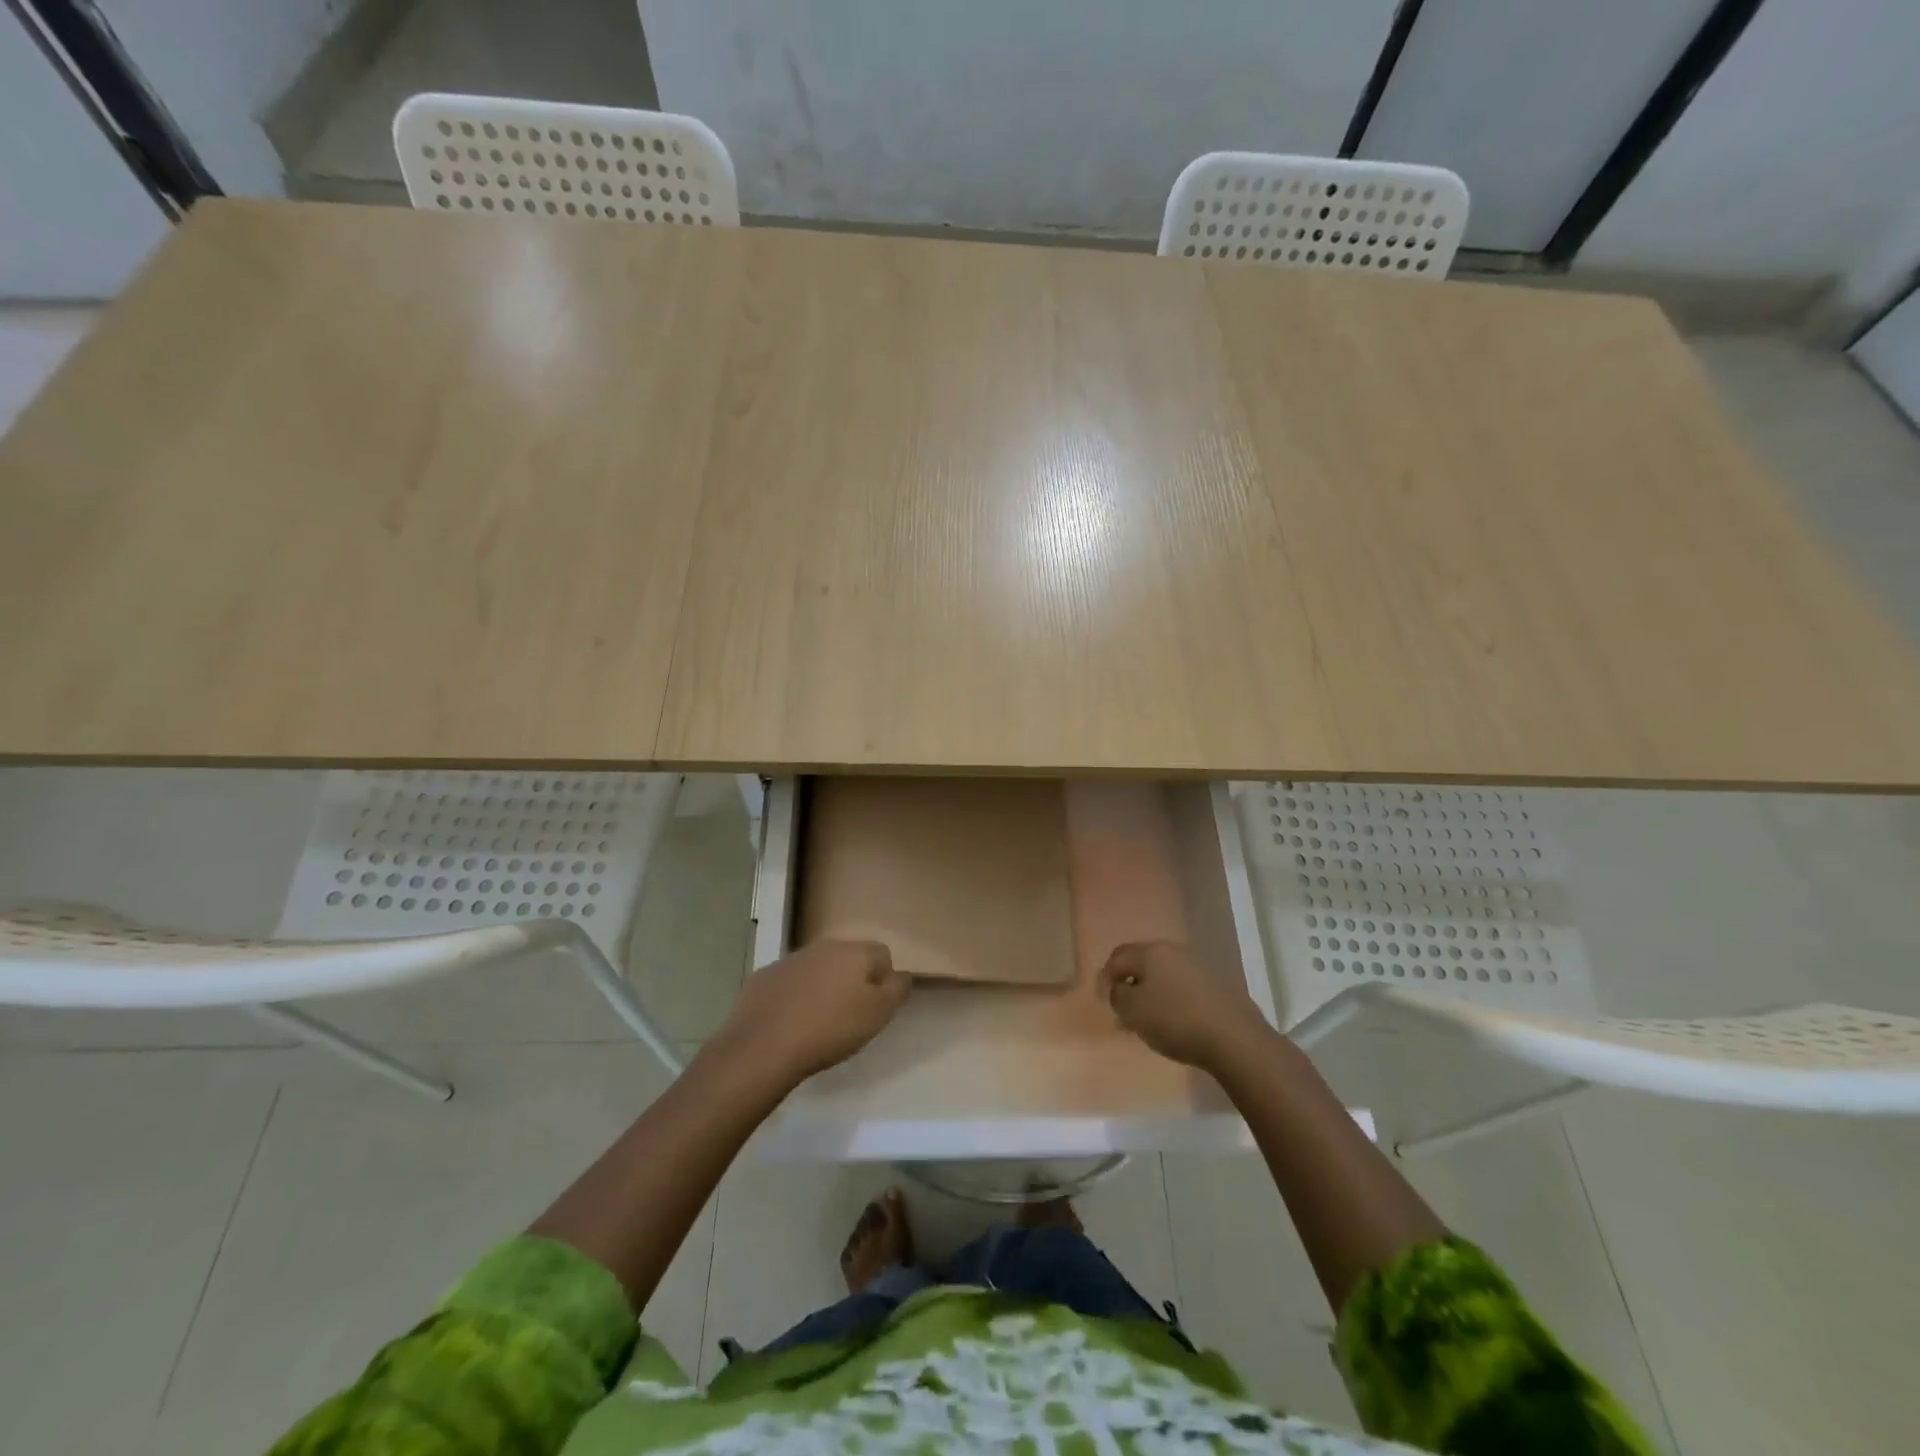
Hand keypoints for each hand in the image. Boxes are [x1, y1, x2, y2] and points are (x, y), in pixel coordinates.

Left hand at [714, 940, 909, 1084]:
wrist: (763, 1045)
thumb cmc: (830, 1029)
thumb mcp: (877, 1015)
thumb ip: (896, 990)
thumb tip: (901, 975)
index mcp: (854, 952)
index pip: (882, 954)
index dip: (883, 980)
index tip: (876, 1007)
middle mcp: (823, 947)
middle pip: (847, 958)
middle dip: (851, 980)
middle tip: (849, 1015)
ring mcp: (790, 960)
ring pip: (816, 969)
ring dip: (822, 987)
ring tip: (817, 1022)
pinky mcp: (763, 977)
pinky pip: (789, 983)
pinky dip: (793, 997)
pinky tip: (789, 1023)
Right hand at [1097, 940, 1268, 1070]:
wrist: (1235, 1039)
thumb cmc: (1175, 1021)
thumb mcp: (1133, 1012)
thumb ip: (1118, 997)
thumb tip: (1120, 989)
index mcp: (1151, 952)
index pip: (1118, 956)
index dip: (1105, 977)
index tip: (1103, 1001)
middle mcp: (1175, 951)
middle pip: (1143, 964)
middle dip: (1130, 985)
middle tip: (1124, 1011)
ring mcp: (1200, 967)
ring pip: (1165, 976)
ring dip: (1153, 994)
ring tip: (1150, 1021)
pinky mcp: (1219, 986)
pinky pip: (1185, 988)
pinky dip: (1174, 1001)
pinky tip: (1176, 1023)